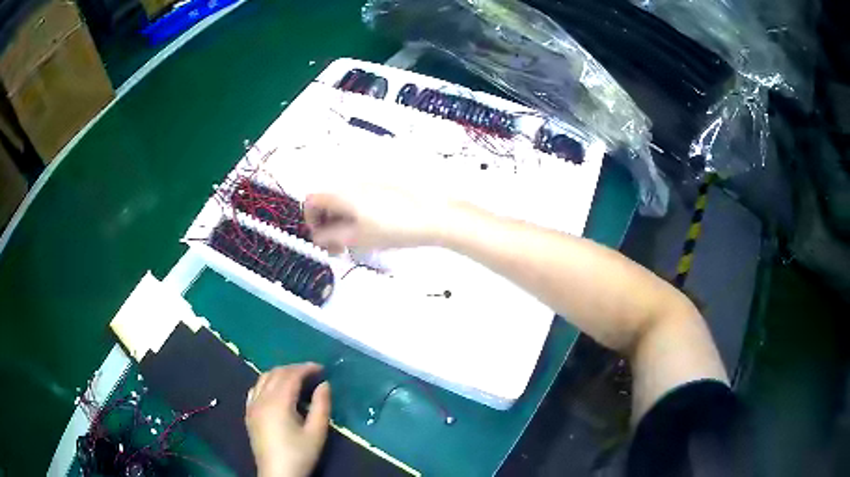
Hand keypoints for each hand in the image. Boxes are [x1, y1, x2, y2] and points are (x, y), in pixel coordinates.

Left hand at [245, 364, 330, 476]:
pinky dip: (267, 383)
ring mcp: (252, 406)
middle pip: (276, 373)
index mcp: (278, 402)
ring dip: (280, 374)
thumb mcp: (316, 433)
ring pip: (263, 378)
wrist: (278, 474)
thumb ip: (321, 406)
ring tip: (296, 380)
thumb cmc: (300, 454)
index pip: (291, 375)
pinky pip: (255, 389)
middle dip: (294, 369)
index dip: (306, 368)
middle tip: (312, 373)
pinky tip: (276, 391)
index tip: (322, 368)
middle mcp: (262, 399)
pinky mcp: (249, 414)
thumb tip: (324, 385)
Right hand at [303, 186, 449, 253]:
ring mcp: (369, 186)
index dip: (310, 220)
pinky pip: (359, 201)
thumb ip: (329, 237)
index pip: (311, 200)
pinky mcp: (383, 190)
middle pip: (327, 202)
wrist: (432, 217)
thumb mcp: (356, 237)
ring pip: (343, 203)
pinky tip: (370, 233)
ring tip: (353, 243)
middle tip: (336, 247)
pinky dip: (355, 217)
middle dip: (326, 225)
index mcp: (342, 193)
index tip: (320, 238)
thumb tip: (317, 236)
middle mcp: (352, 185)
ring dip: (341, 222)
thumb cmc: (392, 228)